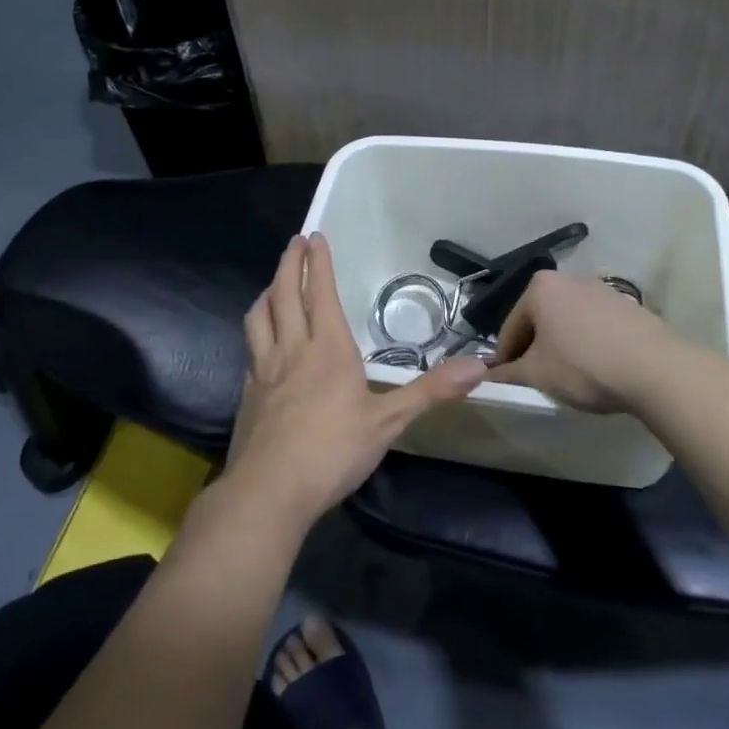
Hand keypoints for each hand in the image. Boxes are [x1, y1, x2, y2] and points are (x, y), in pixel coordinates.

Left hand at [223, 234, 485, 531]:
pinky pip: (251, 347)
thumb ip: (432, 391)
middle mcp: (292, 349)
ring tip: (274, 284)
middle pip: (284, 294)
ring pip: (259, 317)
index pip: (320, 292)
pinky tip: (262, 342)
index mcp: (328, 348)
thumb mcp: (389, 422)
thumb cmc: (332, 451)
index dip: (317, 262)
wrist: (268, 492)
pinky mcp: (247, 393)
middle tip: (295, 243)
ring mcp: (264, 370)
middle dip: (290, 264)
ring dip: (268, 292)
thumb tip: (480, 366)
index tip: (315, 236)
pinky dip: (257, 330)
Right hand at [463, 269, 684, 414]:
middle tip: (538, 379)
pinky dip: (589, 342)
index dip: (506, 358)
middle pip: (540, 318)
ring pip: (568, 320)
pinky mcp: (628, 305)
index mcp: (540, 287)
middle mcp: (569, 278)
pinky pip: (595, 324)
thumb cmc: (584, 366)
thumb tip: (485, 375)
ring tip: (570, 376)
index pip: (510, 326)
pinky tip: (598, 367)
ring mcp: (602, 289)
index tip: (508, 382)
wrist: (655, 369)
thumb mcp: (537, 375)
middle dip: (535, 348)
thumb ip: (506, 373)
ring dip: (562, 344)